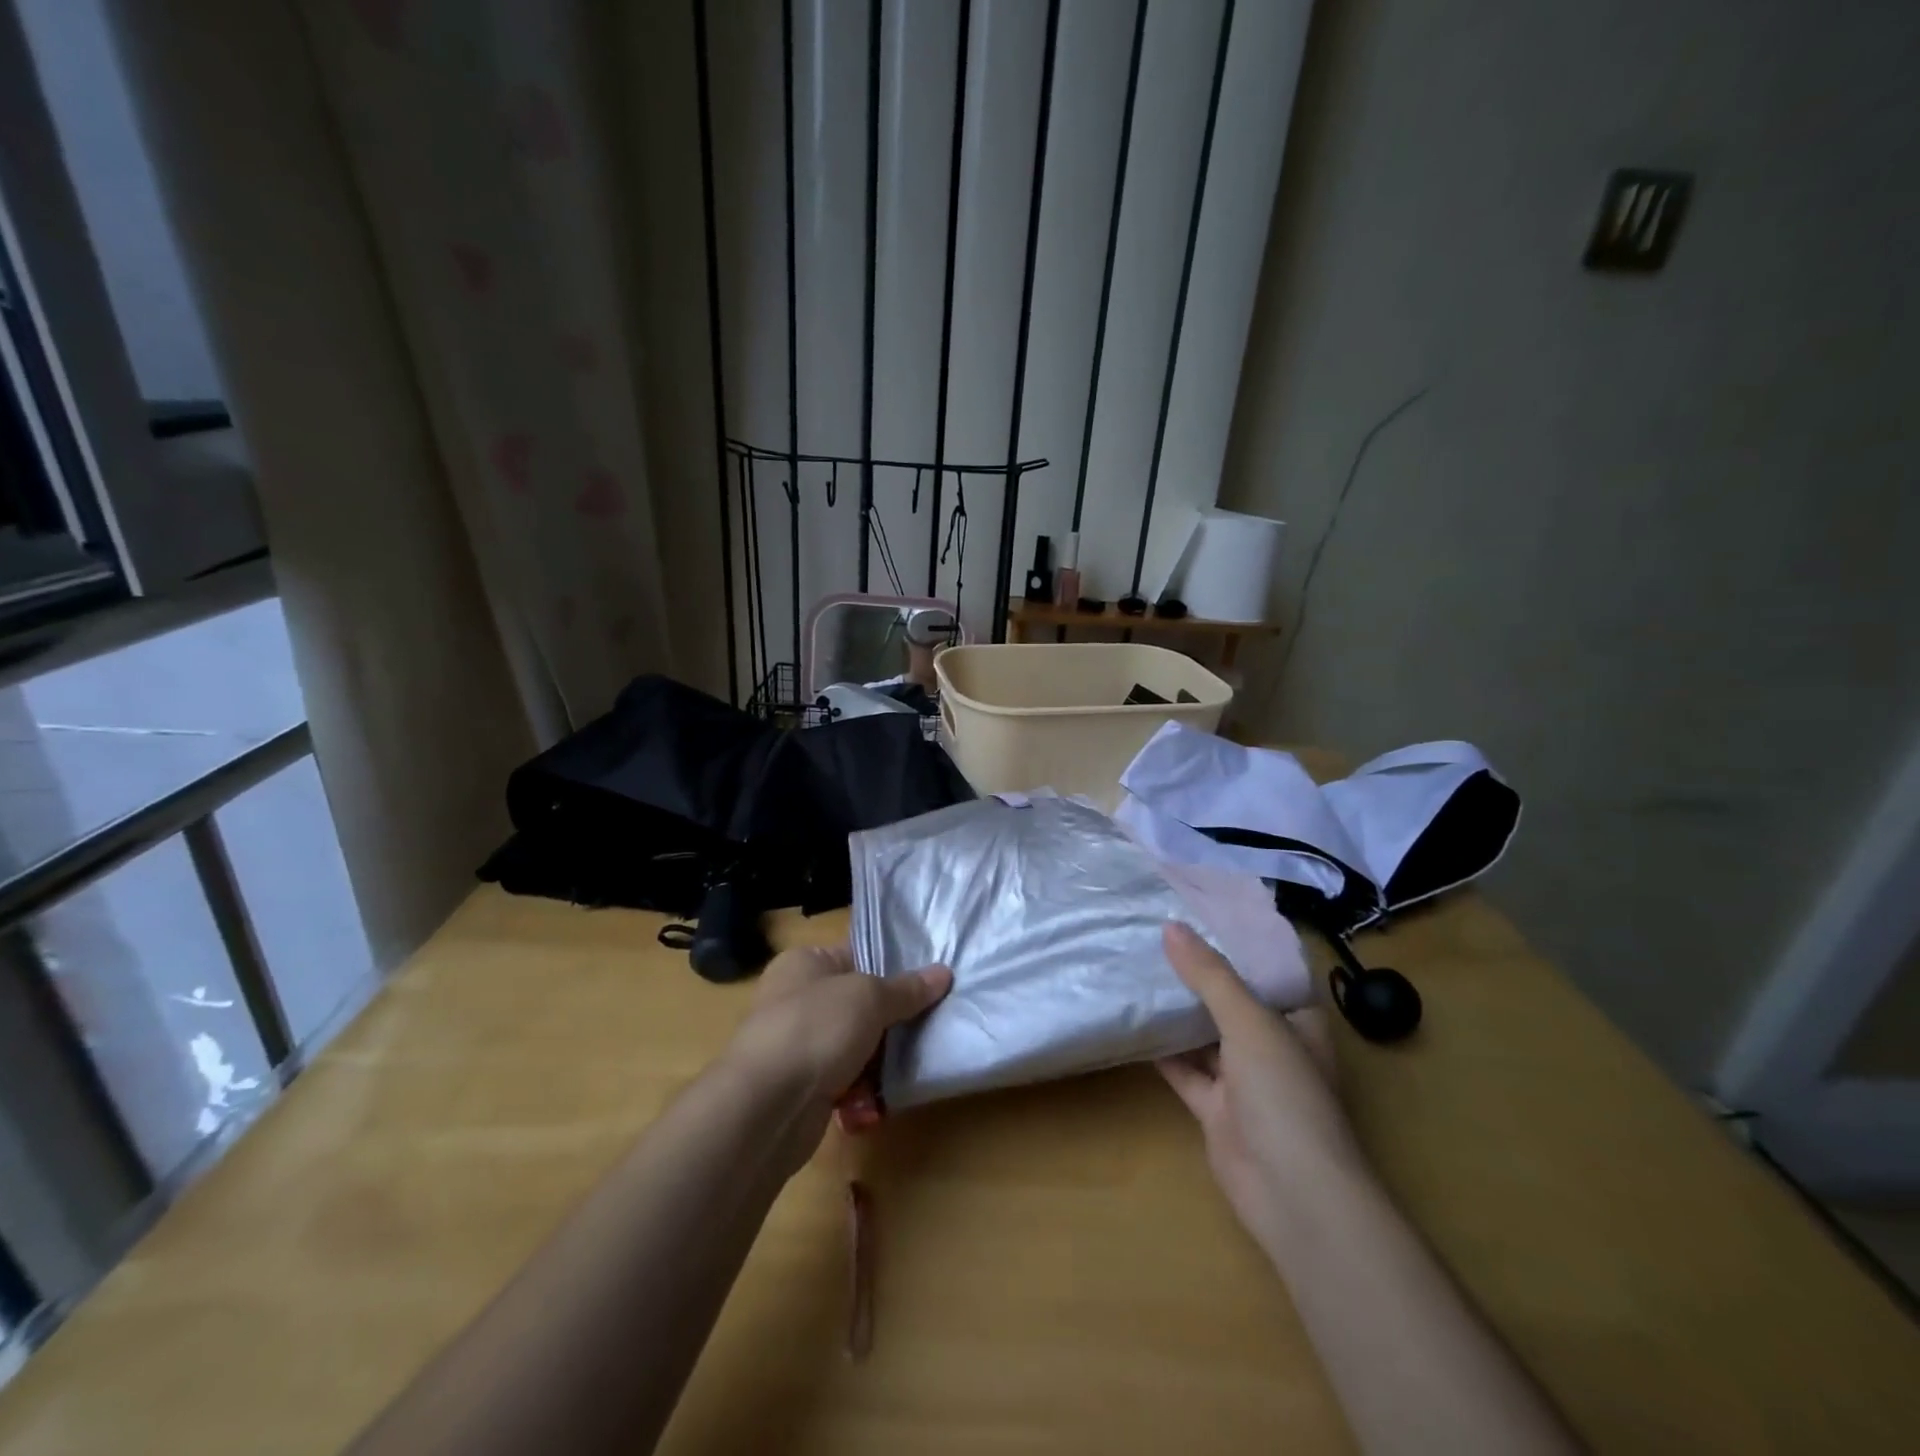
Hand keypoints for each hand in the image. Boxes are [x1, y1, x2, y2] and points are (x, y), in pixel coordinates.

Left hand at [721, 944, 951, 1175]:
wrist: (765, 1107)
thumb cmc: (816, 1029)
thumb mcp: (870, 997)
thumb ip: (907, 989)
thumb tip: (943, 973)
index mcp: (805, 963)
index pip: (857, 955)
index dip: (893, 968)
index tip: (931, 981)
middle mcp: (796, 998)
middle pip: (860, 1004)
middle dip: (891, 1020)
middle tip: (929, 1026)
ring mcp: (797, 1044)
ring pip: (855, 1045)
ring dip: (879, 1060)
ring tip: (909, 1066)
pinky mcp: (801, 1087)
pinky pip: (843, 1081)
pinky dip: (860, 1090)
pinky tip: (878, 1100)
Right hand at [1156, 922, 1363, 1249]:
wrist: (1292, 1195)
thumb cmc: (1285, 1095)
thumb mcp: (1250, 1022)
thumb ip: (1210, 975)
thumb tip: (1170, 927)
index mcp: (1297, 1022)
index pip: (1266, 971)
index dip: (1233, 943)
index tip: (1195, 912)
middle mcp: (1272, 1046)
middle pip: (1230, 1000)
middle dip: (1197, 973)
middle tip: (1153, 934)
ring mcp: (1243, 1080)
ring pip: (1204, 1034)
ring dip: (1177, 1009)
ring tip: (1137, 967)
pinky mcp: (1215, 1108)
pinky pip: (1184, 1069)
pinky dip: (1161, 1049)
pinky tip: (1132, 1020)